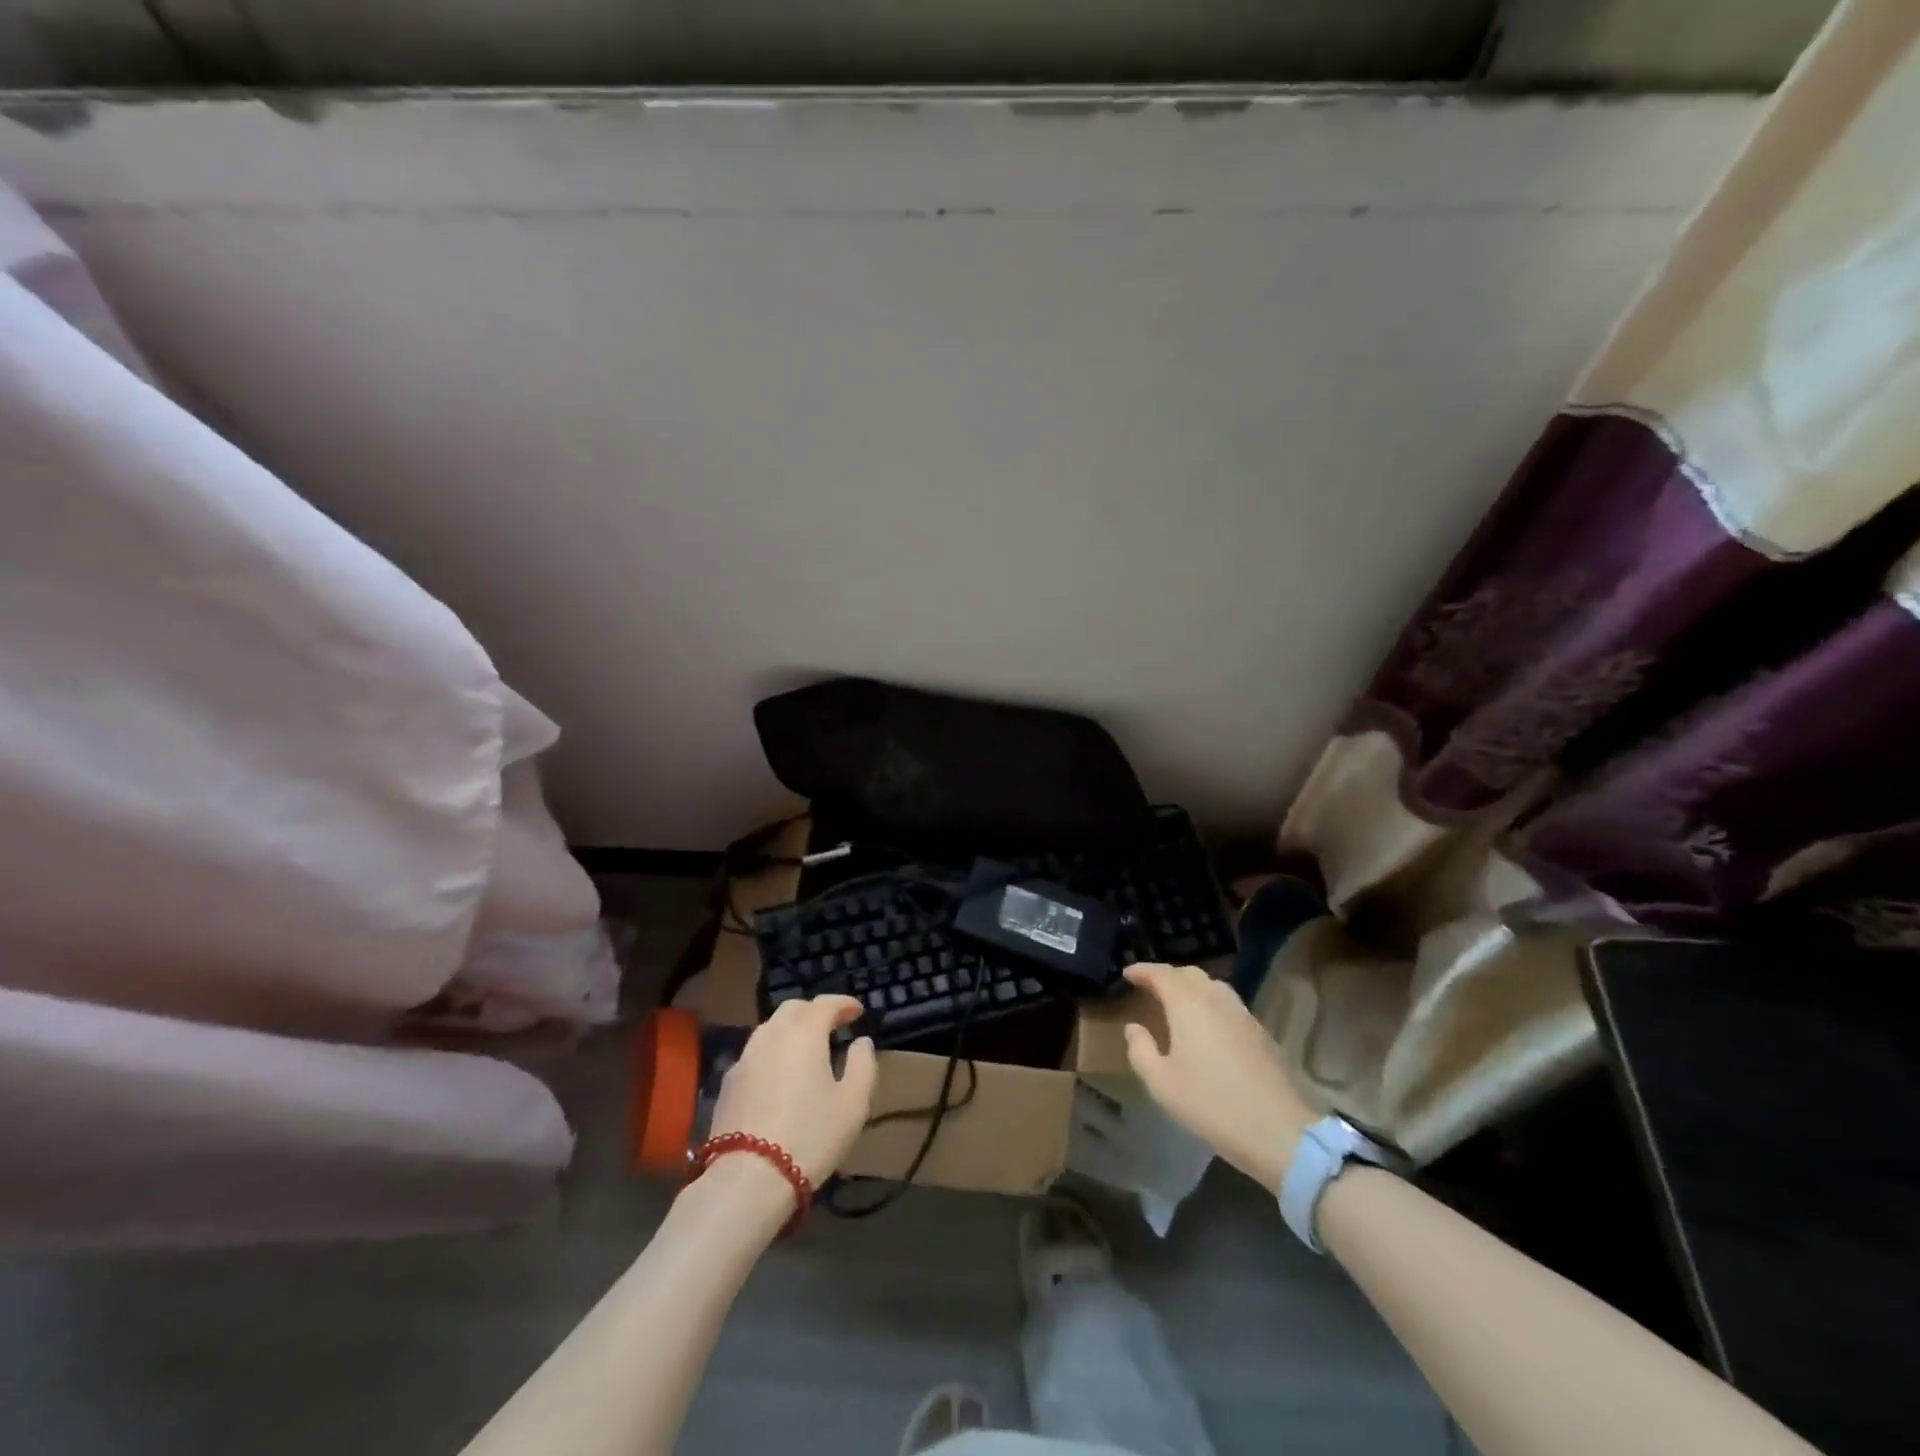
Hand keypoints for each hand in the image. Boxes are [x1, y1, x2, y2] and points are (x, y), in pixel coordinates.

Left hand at [709, 996, 878, 1185]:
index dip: (844, 1003)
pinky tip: (779, 1075)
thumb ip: (863, 1065)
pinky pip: (755, 1053)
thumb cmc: (810, 1136)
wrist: (748, 1179)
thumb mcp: (853, 1104)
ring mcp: (745, 1058)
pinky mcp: (728, 1083)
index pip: (825, 1003)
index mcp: (804, 1033)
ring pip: (770, 1029)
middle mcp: (771, 1035)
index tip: (858, 1012)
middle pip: (793, 1009)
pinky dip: (772, 1052)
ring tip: (806, 1049)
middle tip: (833, 1026)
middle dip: (815, 1011)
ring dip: (791, 1030)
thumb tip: (862, 1042)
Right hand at [1122, 963, 1316, 1193]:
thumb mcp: (1162, 1083)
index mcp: (1188, 1004)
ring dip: (1191, 988)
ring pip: (1212, 986)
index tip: (1127, 973)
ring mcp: (1243, 1014)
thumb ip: (1141, 1050)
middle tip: (1149, 987)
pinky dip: (1210, 1003)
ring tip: (1177, 1003)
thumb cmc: (1211, 1104)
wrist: (1280, 1131)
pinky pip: (1228, 1004)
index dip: (1142, 970)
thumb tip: (1133, 1027)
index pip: (1161, 974)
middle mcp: (1216, 999)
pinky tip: (1207, 1025)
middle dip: (1167, 976)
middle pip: (1189, 974)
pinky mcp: (1261, 1032)